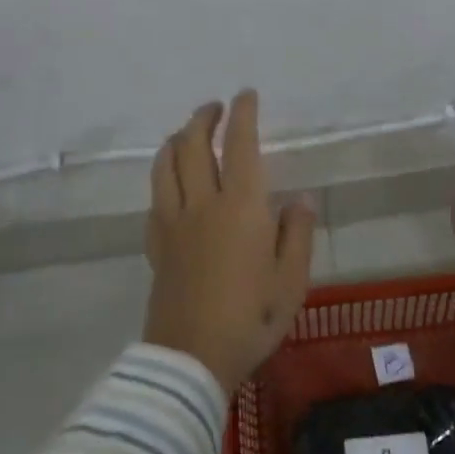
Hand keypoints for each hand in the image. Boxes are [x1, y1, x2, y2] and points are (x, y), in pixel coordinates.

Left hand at [144, 89, 317, 392]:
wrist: (190, 358)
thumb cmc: (252, 319)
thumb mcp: (292, 281)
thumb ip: (297, 234)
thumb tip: (299, 200)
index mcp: (241, 207)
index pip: (240, 145)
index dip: (243, 115)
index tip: (246, 95)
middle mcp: (202, 204)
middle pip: (193, 145)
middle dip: (203, 118)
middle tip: (215, 107)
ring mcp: (172, 223)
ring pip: (165, 165)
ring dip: (176, 139)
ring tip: (187, 133)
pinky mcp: (155, 244)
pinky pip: (155, 197)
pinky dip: (163, 177)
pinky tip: (172, 184)